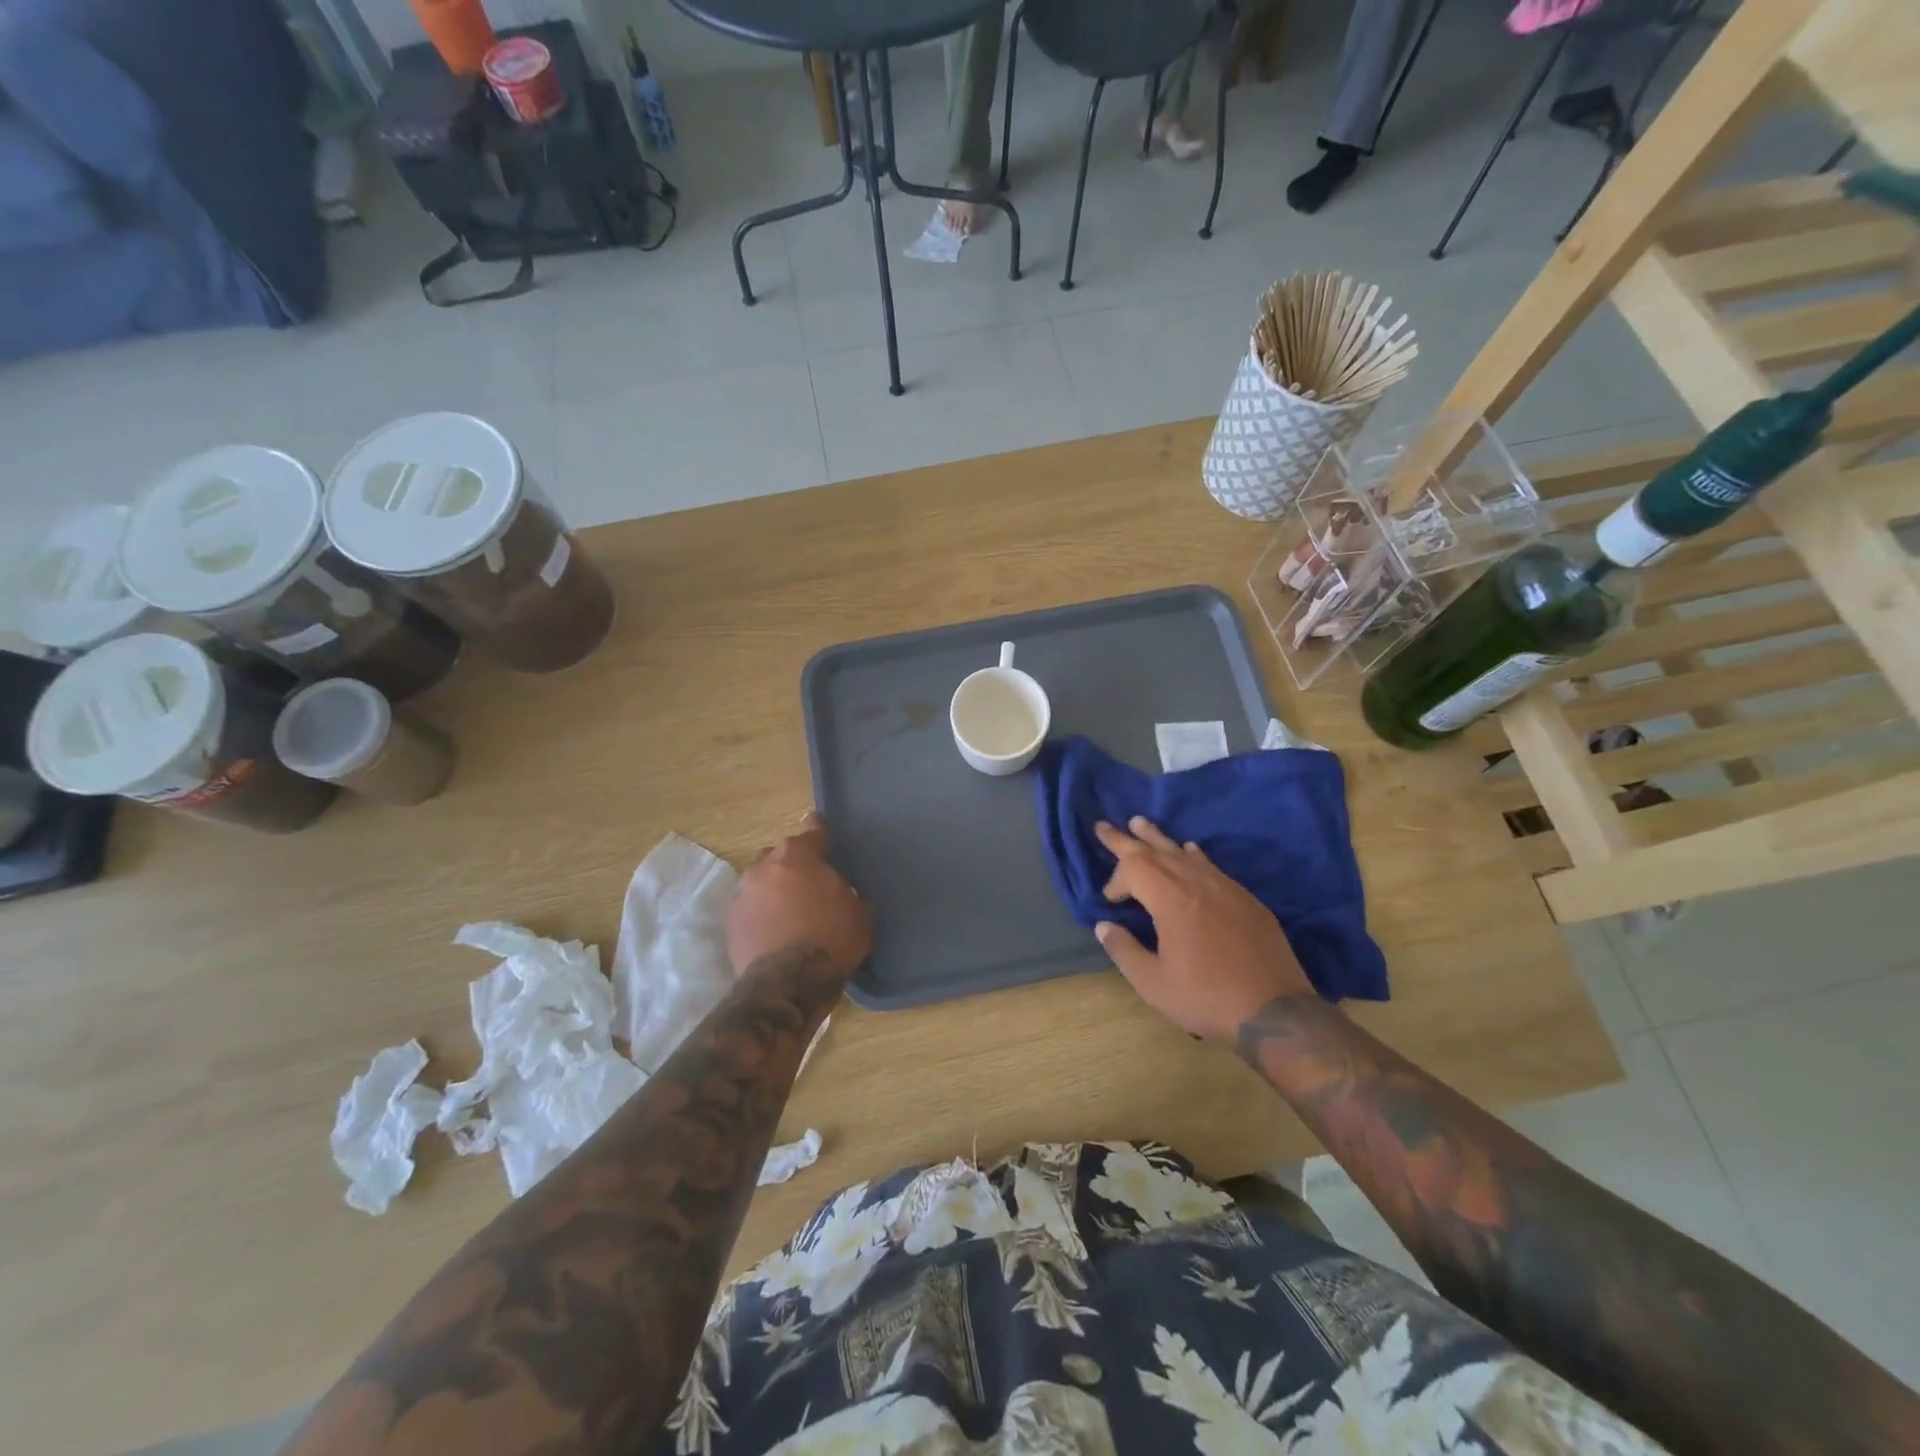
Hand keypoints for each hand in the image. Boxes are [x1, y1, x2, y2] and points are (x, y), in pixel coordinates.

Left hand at [727, 812, 872, 981]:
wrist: (788, 984)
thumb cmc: (831, 939)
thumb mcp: (859, 911)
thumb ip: (847, 890)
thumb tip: (842, 891)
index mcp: (798, 855)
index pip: (812, 829)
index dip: (821, 832)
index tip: (826, 837)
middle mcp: (764, 865)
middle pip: (781, 854)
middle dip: (794, 864)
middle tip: (810, 884)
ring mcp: (742, 892)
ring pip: (761, 880)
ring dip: (774, 888)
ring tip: (789, 910)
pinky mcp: (730, 921)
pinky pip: (750, 906)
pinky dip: (761, 912)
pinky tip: (774, 929)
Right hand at [1095, 817, 1312, 1042]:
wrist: (1275, 1012)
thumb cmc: (1207, 999)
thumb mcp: (1153, 984)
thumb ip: (1124, 951)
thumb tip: (1104, 926)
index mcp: (1172, 900)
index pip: (1134, 869)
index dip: (1115, 880)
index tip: (1110, 902)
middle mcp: (1198, 883)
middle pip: (1155, 850)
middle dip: (1125, 839)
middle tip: (1102, 826)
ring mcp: (1225, 887)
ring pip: (1184, 852)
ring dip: (1158, 838)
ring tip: (1140, 823)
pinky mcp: (1245, 898)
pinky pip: (1211, 864)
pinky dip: (1191, 854)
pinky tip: (1189, 850)